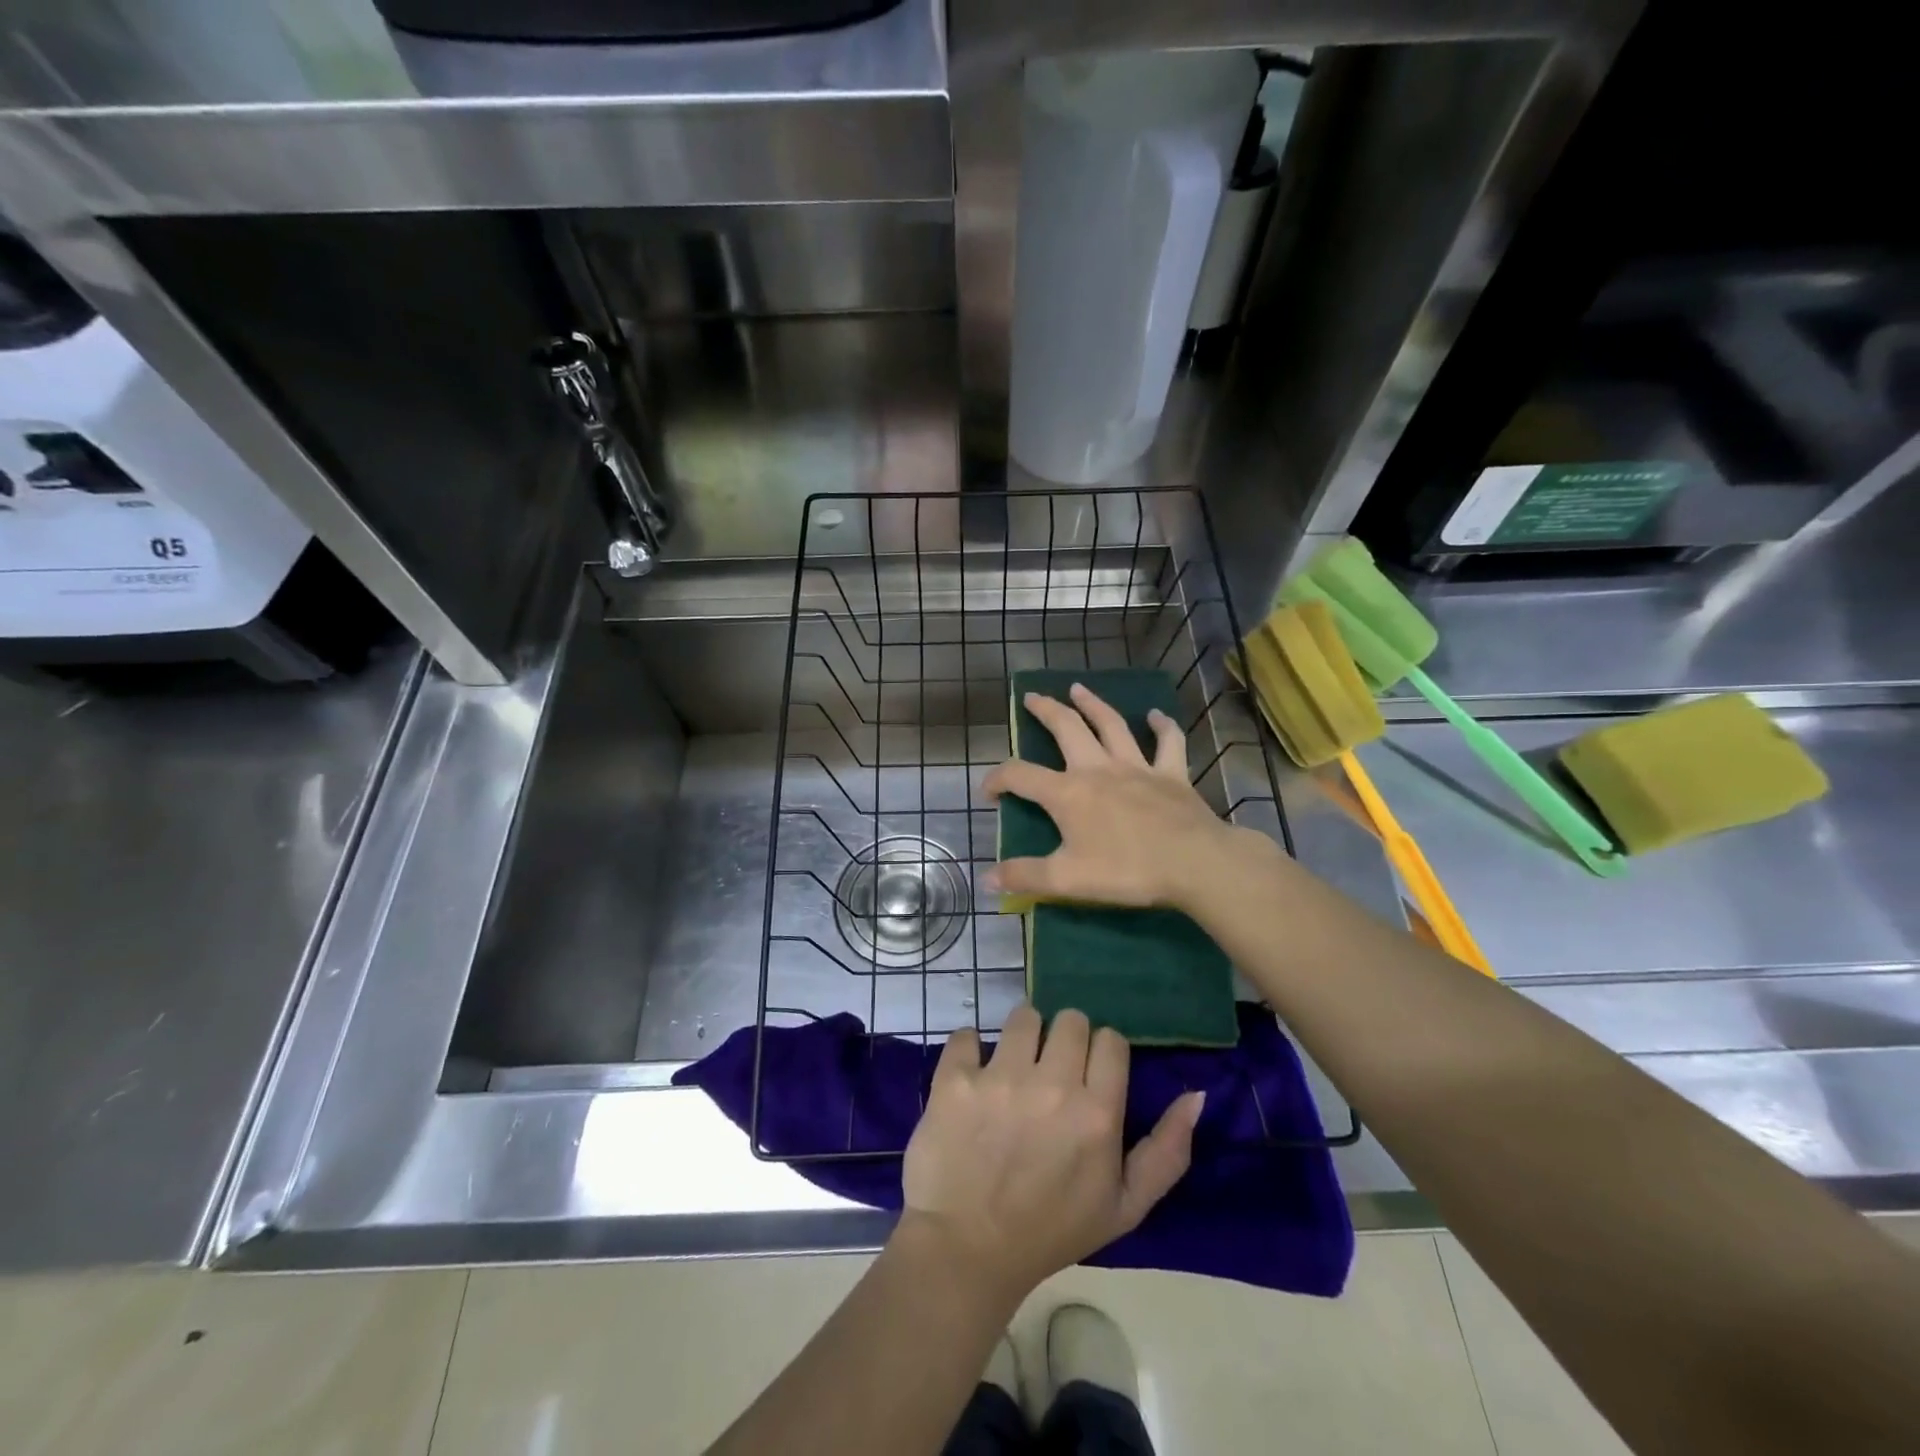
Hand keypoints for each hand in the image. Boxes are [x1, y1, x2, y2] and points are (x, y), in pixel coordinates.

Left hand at [899, 1004, 1203, 1302]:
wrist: (967, 1251)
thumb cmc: (1051, 1230)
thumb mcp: (1125, 1207)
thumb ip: (1167, 1151)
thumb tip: (1196, 1095)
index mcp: (1097, 1114)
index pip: (1110, 1039)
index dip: (1102, 1053)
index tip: (1088, 1075)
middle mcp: (1051, 1085)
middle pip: (1070, 1019)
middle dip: (1065, 1038)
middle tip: (1051, 1070)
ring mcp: (1000, 1078)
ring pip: (1023, 1016)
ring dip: (1023, 1036)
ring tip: (1013, 1068)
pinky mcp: (955, 1078)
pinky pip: (968, 1033)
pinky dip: (970, 1048)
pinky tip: (972, 1075)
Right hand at [981, 683, 1261, 911]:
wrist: (1194, 863)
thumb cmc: (1126, 871)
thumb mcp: (1067, 879)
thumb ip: (1024, 877)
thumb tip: (986, 879)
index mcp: (1068, 793)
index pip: (1020, 776)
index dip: (998, 779)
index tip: (988, 792)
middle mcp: (1098, 769)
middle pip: (1066, 729)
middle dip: (1045, 711)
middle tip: (1031, 697)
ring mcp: (1137, 767)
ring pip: (1111, 725)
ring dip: (1092, 704)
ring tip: (1078, 688)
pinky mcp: (1171, 773)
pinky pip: (1168, 742)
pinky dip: (1162, 726)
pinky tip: (1156, 715)